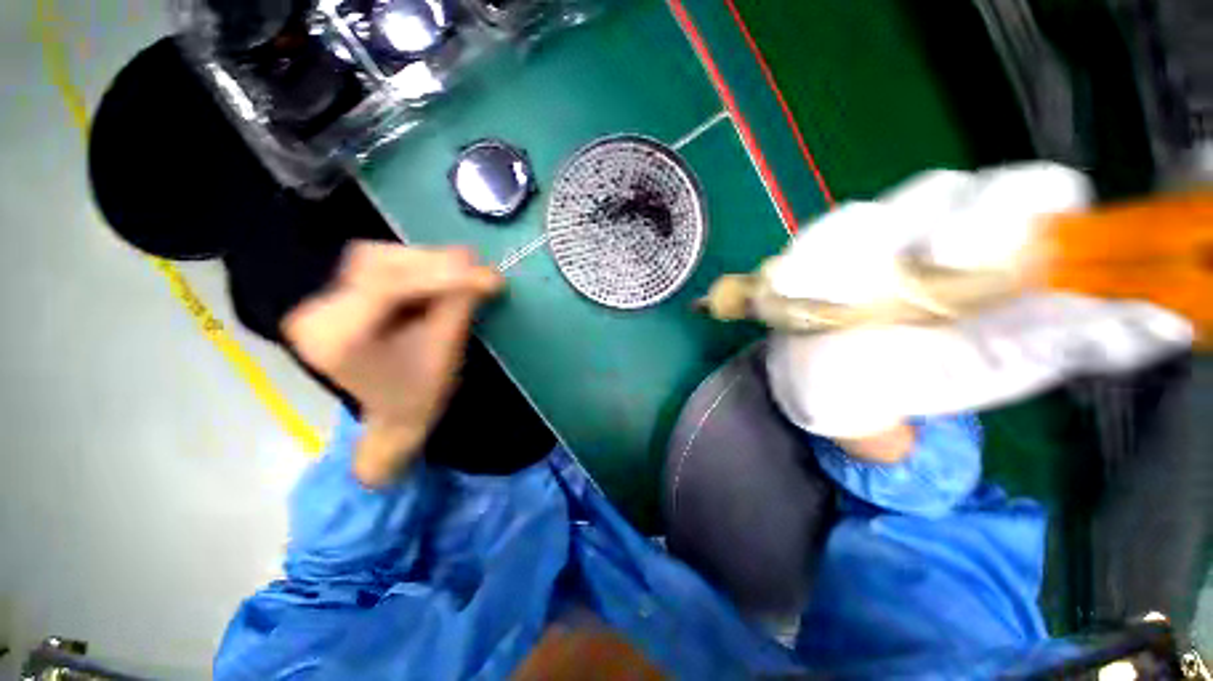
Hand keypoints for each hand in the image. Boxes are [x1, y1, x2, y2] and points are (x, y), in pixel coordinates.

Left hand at [283, 242, 502, 484]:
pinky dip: (414, 268)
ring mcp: (321, 304)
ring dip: (424, 262)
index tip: (483, 271)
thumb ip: (460, 305)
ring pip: (376, 258)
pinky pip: (377, 268)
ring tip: (461, 272)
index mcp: (337, 340)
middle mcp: (317, 315)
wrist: (394, 415)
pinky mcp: (336, 298)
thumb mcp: (445, 351)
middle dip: (432, 263)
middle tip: (475, 263)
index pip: (386, 288)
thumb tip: (484, 271)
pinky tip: (439, 276)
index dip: (440, 273)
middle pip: (376, 263)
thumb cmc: (421, 394)